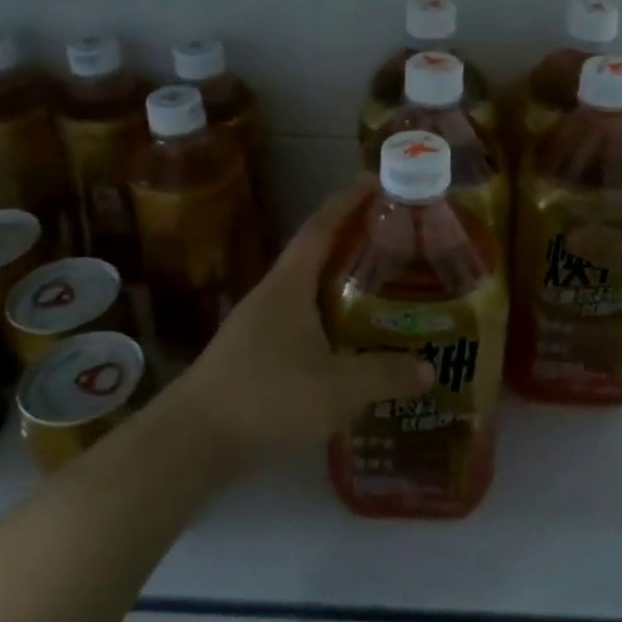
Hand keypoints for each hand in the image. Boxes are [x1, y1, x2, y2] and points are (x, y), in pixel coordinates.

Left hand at [171, 181, 433, 467]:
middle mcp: (273, 294)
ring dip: (341, 278)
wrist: (192, 441)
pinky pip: (301, 316)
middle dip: (353, 238)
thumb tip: (429, 369)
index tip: (375, 180)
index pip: (321, 227)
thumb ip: (385, 376)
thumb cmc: (266, 399)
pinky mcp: (255, 350)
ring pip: (308, 287)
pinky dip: (329, 313)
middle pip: (316, 252)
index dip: (347, 201)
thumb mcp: (336, 389)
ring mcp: (259, 322)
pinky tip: (349, 336)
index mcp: (290, 285)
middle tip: (397, 238)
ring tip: (383, 284)